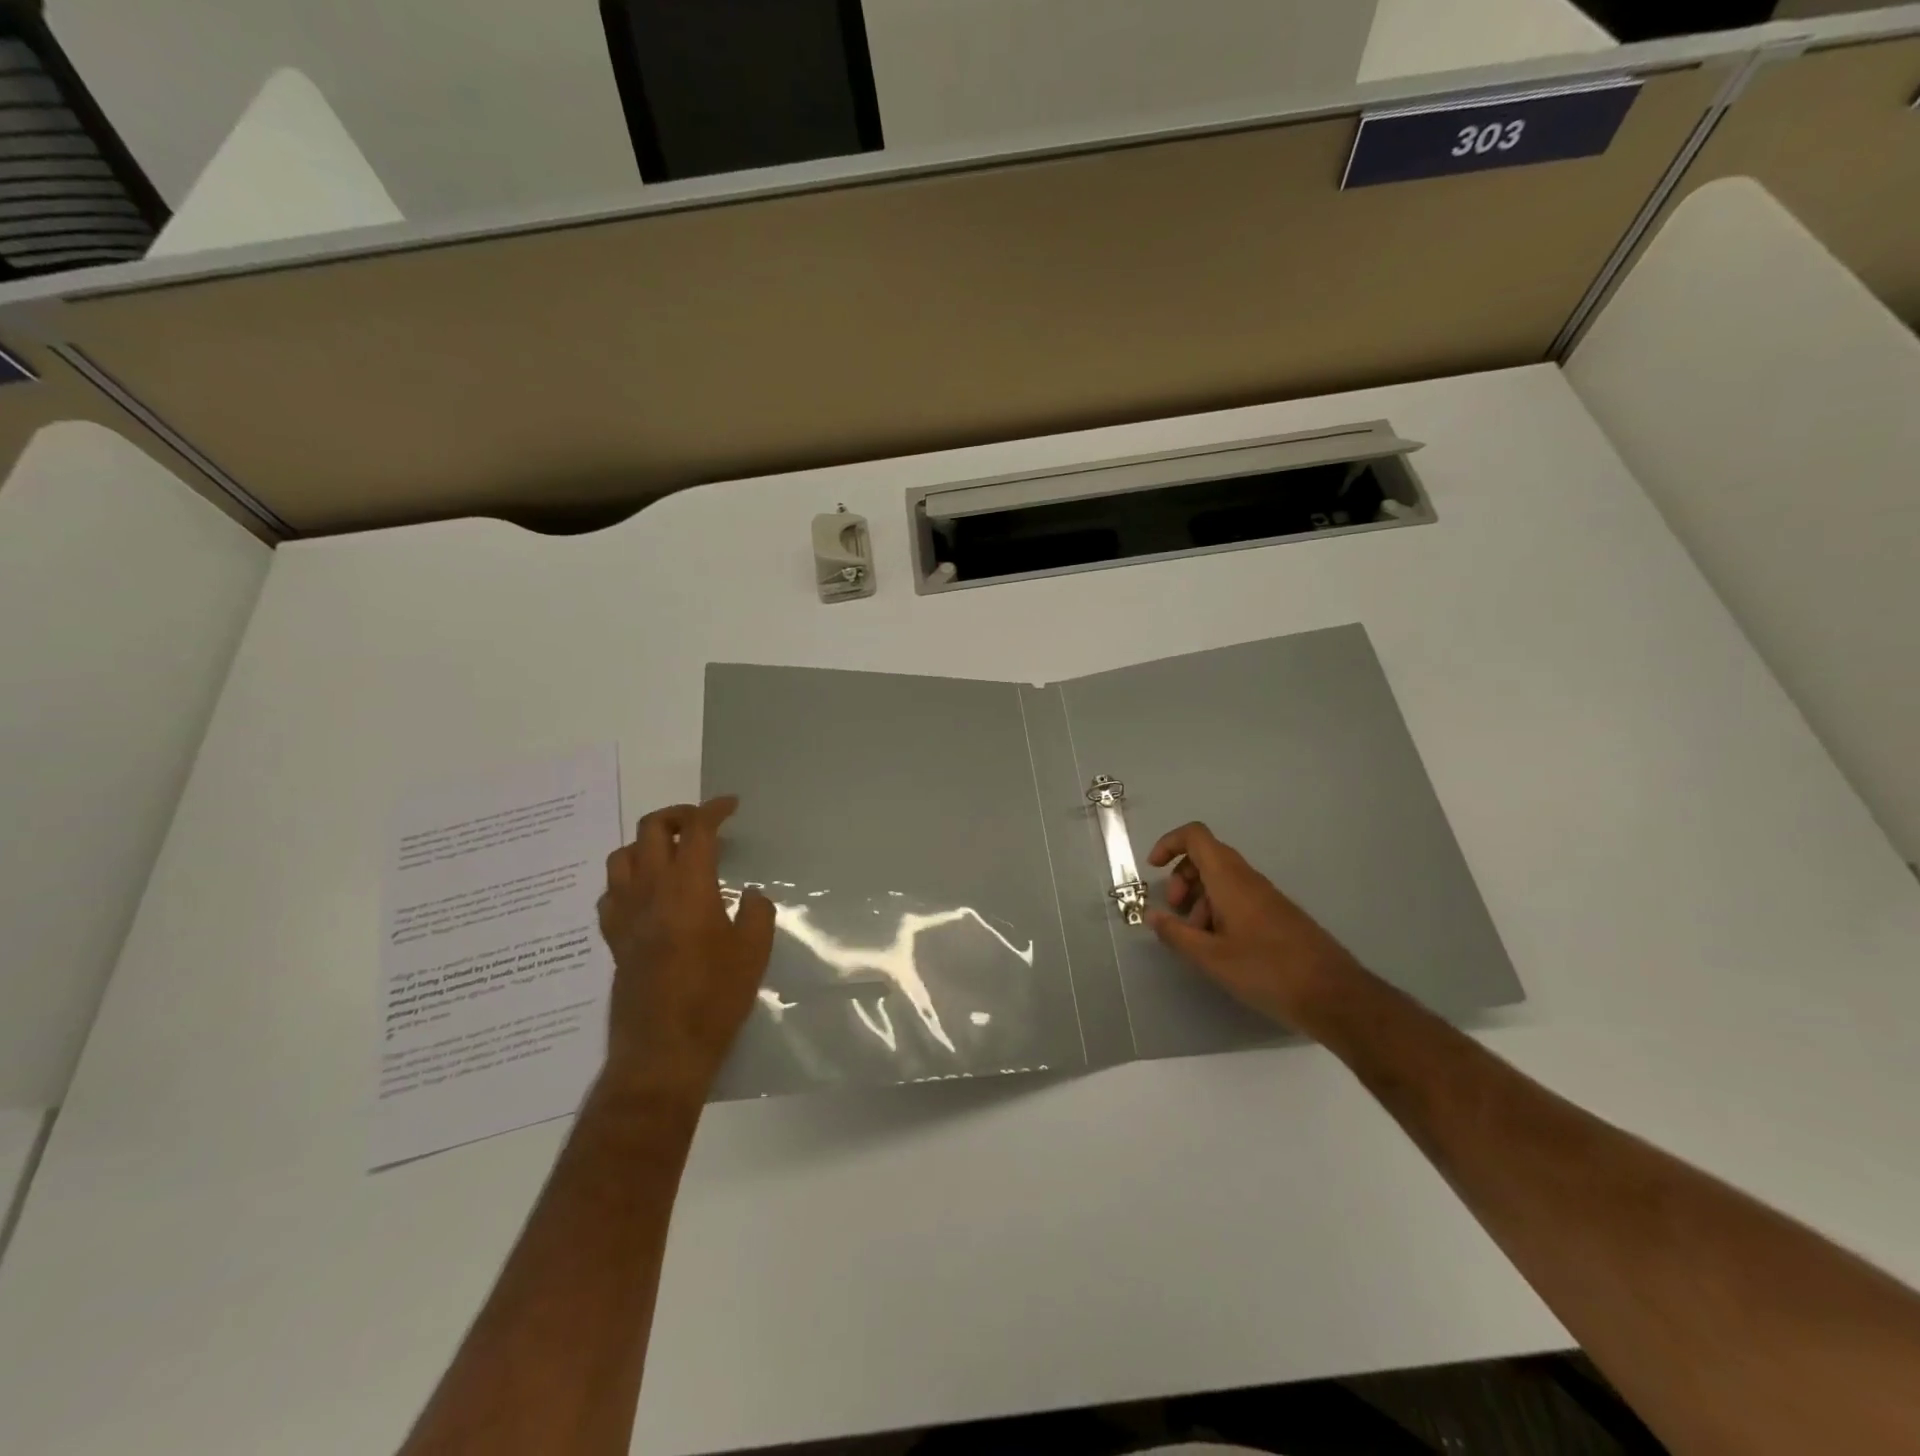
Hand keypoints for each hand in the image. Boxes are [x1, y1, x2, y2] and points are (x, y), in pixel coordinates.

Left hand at [596, 797, 775, 1100]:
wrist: (663, 1051)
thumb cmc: (715, 998)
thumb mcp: (754, 952)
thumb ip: (755, 913)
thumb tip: (747, 895)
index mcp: (688, 887)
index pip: (697, 831)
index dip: (714, 810)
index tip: (730, 806)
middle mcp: (650, 891)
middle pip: (651, 830)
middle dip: (678, 815)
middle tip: (702, 823)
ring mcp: (625, 915)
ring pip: (622, 857)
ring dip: (647, 844)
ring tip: (671, 854)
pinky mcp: (614, 940)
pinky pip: (611, 893)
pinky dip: (628, 880)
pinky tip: (646, 895)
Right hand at [1145, 821, 1361, 1031]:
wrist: (1333, 995)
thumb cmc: (1266, 971)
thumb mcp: (1211, 957)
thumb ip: (1177, 934)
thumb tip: (1152, 915)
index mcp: (1230, 879)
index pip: (1196, 836)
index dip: (1169, 844)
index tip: (1153, 870)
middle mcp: (1248, 879)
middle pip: (1206, 857)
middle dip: (1181, 878)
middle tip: (1175, 911)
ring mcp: (1266, 896)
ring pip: (1222, 880)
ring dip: (1200, 899)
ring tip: (1196, 938)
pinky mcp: (1277, 915)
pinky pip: (1238, 897)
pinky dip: (1219, 911)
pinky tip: (1220, 947)